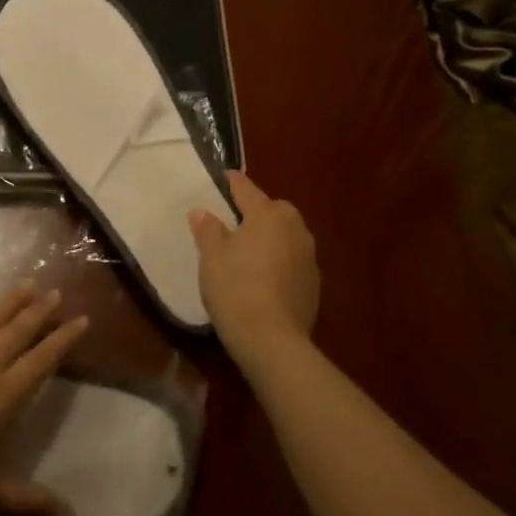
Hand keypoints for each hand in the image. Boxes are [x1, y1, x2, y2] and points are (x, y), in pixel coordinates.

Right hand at [189, 171, 319, 368]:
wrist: (272, 339)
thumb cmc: (235, 287)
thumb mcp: (211, 256)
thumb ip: (208, 229)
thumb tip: (202, 212)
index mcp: (268, 215)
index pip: (247, 189)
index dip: (233, 182)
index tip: (225, 176)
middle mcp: (294, 229)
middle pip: (275, 210)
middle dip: (259, 210)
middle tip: (236, 221)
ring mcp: (308, 257)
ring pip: (287, 235)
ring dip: (272, 237)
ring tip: (250, 250)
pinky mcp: (314, 284)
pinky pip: (293, 260)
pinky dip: (280, 261)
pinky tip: (264, 277)